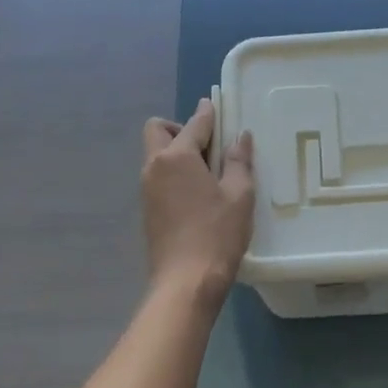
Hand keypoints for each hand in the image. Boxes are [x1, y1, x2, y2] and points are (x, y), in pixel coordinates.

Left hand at [141, 98, 254, 300]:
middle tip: (209, 147)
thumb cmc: (217, 234)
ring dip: (178, 153)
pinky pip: (158, 177)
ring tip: (209, 172)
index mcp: (177, 157)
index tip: (216, 105)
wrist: (186, 282)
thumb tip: (240, 137)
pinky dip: (174, 174)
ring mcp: (147, 189)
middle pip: (158, 131)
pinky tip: (198, 194)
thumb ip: (239, 161)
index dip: (208, 113)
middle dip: (181, 129)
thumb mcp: (239, 195)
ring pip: (157, 155)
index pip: (195, 124)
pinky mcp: (147, 209)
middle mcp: (154, 166)